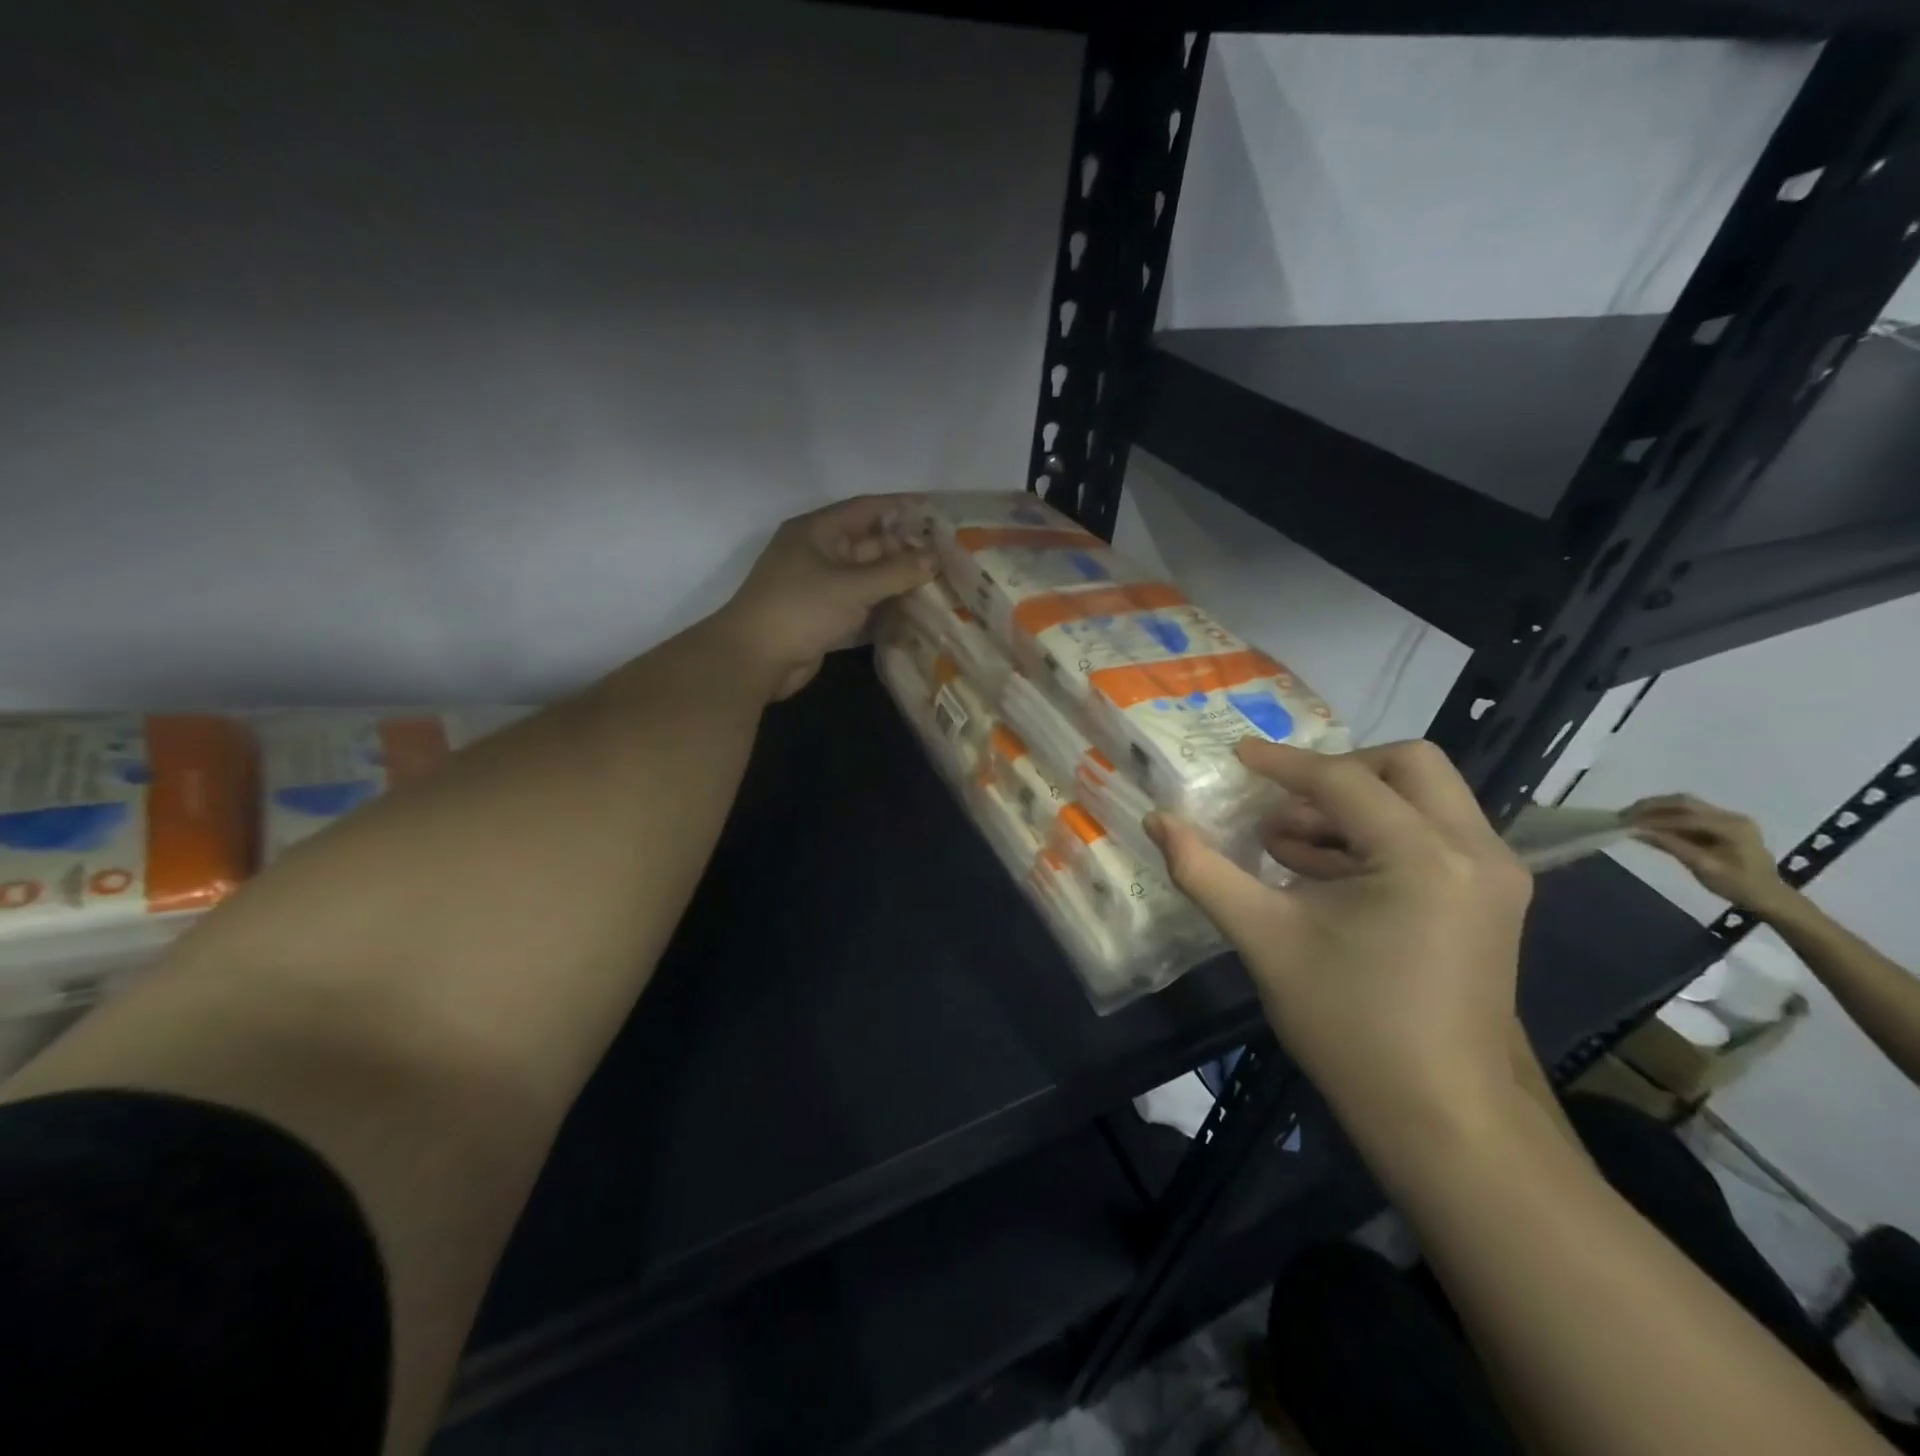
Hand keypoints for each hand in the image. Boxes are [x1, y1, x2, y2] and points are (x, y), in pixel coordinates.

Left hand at [708, 494, 935, 701]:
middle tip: (946, 555)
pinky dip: (884, 607)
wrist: (755, 659)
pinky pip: (860, 605)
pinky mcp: (823, 617)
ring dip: (898, 581)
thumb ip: (896, 571)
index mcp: (817, 531)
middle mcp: (818, 553)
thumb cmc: (801, 609)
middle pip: (869, 544)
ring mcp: (820, 587)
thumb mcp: (852, 586)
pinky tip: (914, 612)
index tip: (936, 511)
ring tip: (939, 582)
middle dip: (905, 549)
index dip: (901, 507)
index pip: (866, 508)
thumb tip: (935, 557)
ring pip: (867, 577)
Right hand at [1146, 739, 1532, 1143]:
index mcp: (1424, 855)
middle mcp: (1475, 851)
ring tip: (1289, 847)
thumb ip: (1204, 871)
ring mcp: (1493, 876)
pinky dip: (1378, 835)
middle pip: (1407, 765)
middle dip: (1336, 773)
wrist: (1443, 1118)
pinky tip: (1323, 874)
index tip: (1235, 754)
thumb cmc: (1350, 1025)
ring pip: (1424, 798)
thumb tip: (1157, 821)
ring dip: (1354, 806)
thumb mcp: (1264, 939)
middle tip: (1281, 804)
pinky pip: (1433, 834)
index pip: (1343, 781)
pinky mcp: (1491, 900)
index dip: (1281, 764)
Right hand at [1626, 794, 1794, 914]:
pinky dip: (1666, 815)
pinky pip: (1689, 813)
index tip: (1625, 823)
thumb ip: (1671, 846)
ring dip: (1656, 808)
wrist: (1769, 896)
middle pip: (1684, 802)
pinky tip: (1649, 823)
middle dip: (1651, 806)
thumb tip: (1636, 831)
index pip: (1685, 817)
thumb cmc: (1738, 885)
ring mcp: (1728, 818)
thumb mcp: (1703, 867)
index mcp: (1732, 826)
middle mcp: (1731, 816)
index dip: (1653, 819)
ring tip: (1632, 817)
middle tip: (1624, 815)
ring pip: (1685, 804)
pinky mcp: (1722, 823)